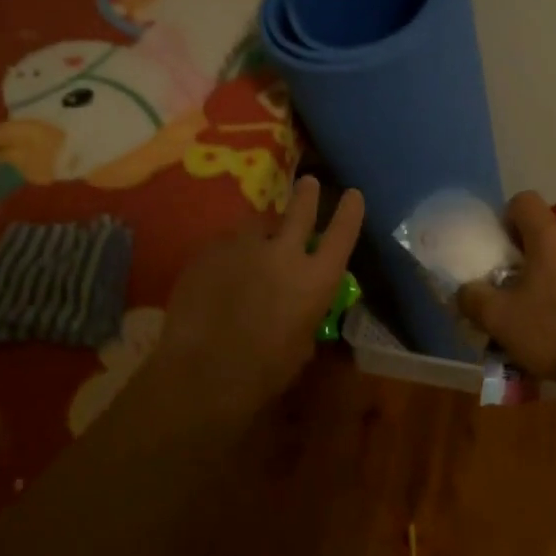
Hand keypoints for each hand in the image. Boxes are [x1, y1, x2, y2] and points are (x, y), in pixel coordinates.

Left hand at [156, 176, 364, 403]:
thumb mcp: (301, 345)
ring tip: (255, 241)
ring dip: (262, 230)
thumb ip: (305, 313)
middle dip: (307, 195)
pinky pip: (226, 242)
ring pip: (258, 224)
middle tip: (308, 182)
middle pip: (300, 210)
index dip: (350, 212)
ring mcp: (243, 247)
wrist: (203, 372)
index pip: (342, 234)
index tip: (353, 194)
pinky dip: (230, 250)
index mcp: (315, 279)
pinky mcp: (209, 251)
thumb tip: (299, 306)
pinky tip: (222, 268)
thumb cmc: (263, 372)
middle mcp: (284, 253)